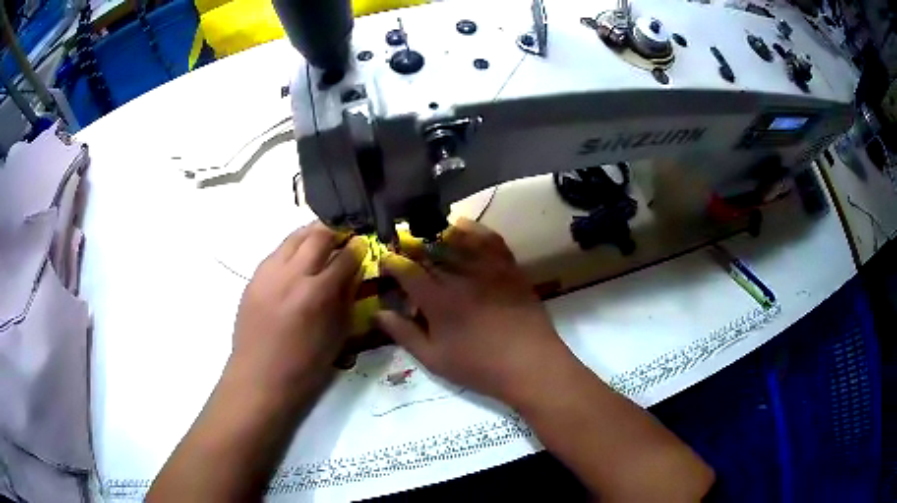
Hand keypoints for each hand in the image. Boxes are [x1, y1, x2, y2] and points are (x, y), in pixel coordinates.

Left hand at [229, 222, 366, 399]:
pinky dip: (292, 249)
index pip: (344, 257)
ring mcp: (268, 273)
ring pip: (293, 237)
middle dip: (335, 231)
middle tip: (344, 236)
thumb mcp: (337, 336)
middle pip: (317, 235)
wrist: (259, 378)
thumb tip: (355, 272)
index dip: (357, 247)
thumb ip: (347, 299)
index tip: (363, 243)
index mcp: (317, 294)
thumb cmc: (305, 367)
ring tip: (322, 240)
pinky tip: (297, 260)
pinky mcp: (253, 278)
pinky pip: (277, 252)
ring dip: (312, 233)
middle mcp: (292, 275)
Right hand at [375, 218, 574, 404]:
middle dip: (410, 247)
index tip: (384, 261)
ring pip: (457, 241)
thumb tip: (377, 313)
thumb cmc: (478, 367)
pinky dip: (473, 229)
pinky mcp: (508, 268)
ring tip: (425, 235)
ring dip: (436, 234)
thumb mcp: (434, 359)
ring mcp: (487, 269)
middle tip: (402, 249)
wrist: (529, 364)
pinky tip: (462, 226)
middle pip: (429, 252)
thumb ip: (404, 334)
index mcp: (438, 300)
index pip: (407, 271)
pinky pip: (489, 239)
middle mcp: (460, 277)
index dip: (391, 263)